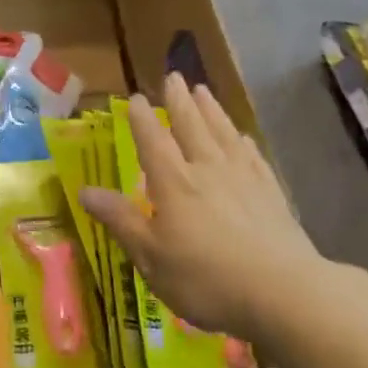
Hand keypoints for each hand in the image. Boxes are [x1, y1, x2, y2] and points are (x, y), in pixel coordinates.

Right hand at [80, 74, 319, 343]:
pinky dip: (243, 141)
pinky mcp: (271, 193)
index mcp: (174, 183)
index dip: (142, 119)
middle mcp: (207, 170)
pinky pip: (253, 156)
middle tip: (174, 76)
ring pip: (223, 133)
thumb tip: (85, 191)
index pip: (153, 141)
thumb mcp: (151, 256)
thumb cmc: (206, 279)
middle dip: (179, 101)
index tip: (136, 98)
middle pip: (191, 126)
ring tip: (203, 90)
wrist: (283, 292)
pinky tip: (242, 136)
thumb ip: (120, 220)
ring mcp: (244, 178)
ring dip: (211, 110)